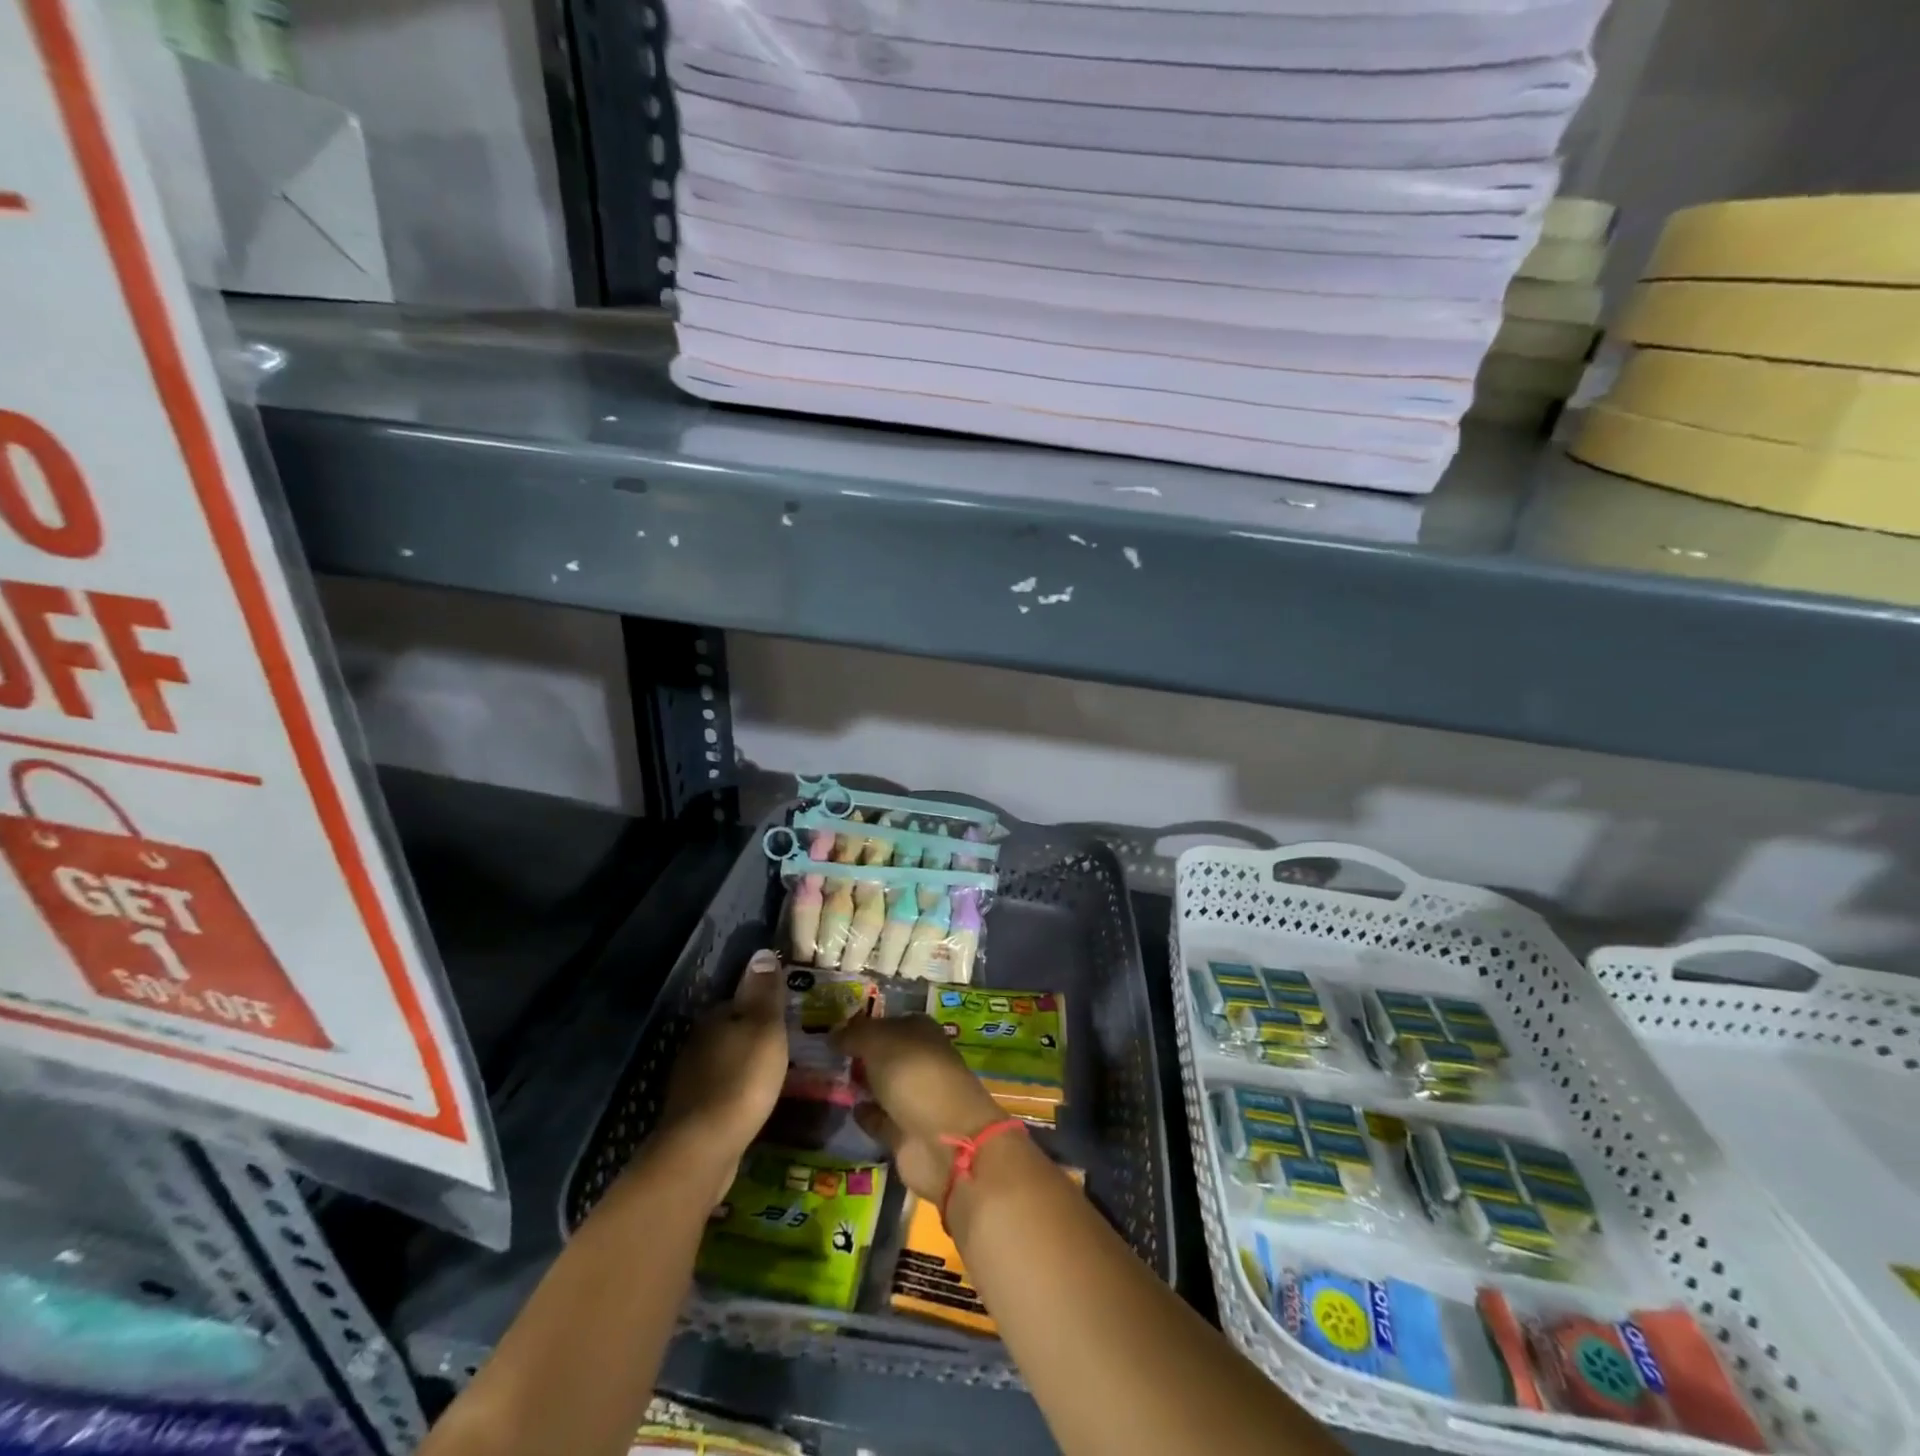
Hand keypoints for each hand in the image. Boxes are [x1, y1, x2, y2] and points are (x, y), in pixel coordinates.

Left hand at [656, 950, 788, 1202]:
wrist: (703, 1149)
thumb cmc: (742, 1079)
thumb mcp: (764, 1028)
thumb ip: (764, 992)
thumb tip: (761, 952)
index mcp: (713, 1018)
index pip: (739, 1000)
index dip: (763, 1005)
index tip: (786, 1015)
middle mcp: (696, 1043)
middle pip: (730, 1030)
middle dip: (753, 1035)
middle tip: (785, 1044)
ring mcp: (690, 1079)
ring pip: (724, 1060)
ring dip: (744, 1063)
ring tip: (773, 1072)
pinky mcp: (693, 1112)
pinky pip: (721, 1089)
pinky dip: (736, 1090)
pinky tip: (752, 1100)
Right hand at [831, 1012, 1006, 1202]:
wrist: (945, 1141)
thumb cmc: (915, 1076)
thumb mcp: (880, 1042)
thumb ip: (855, 1035)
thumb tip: (833, 1034)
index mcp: (921, 1032)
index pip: (888, 1021)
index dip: (863, 1024)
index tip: (833, 1029)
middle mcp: (919, 1061)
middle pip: (885, 1054)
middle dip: (860, 1054)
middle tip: (824, 1054)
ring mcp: (914, 1098)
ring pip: (881, 1085)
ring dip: (861, 1083)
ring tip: (828, 1078)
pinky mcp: (905, 1133)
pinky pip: (879, 1118)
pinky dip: (866, 1114)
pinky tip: (846, 1107)